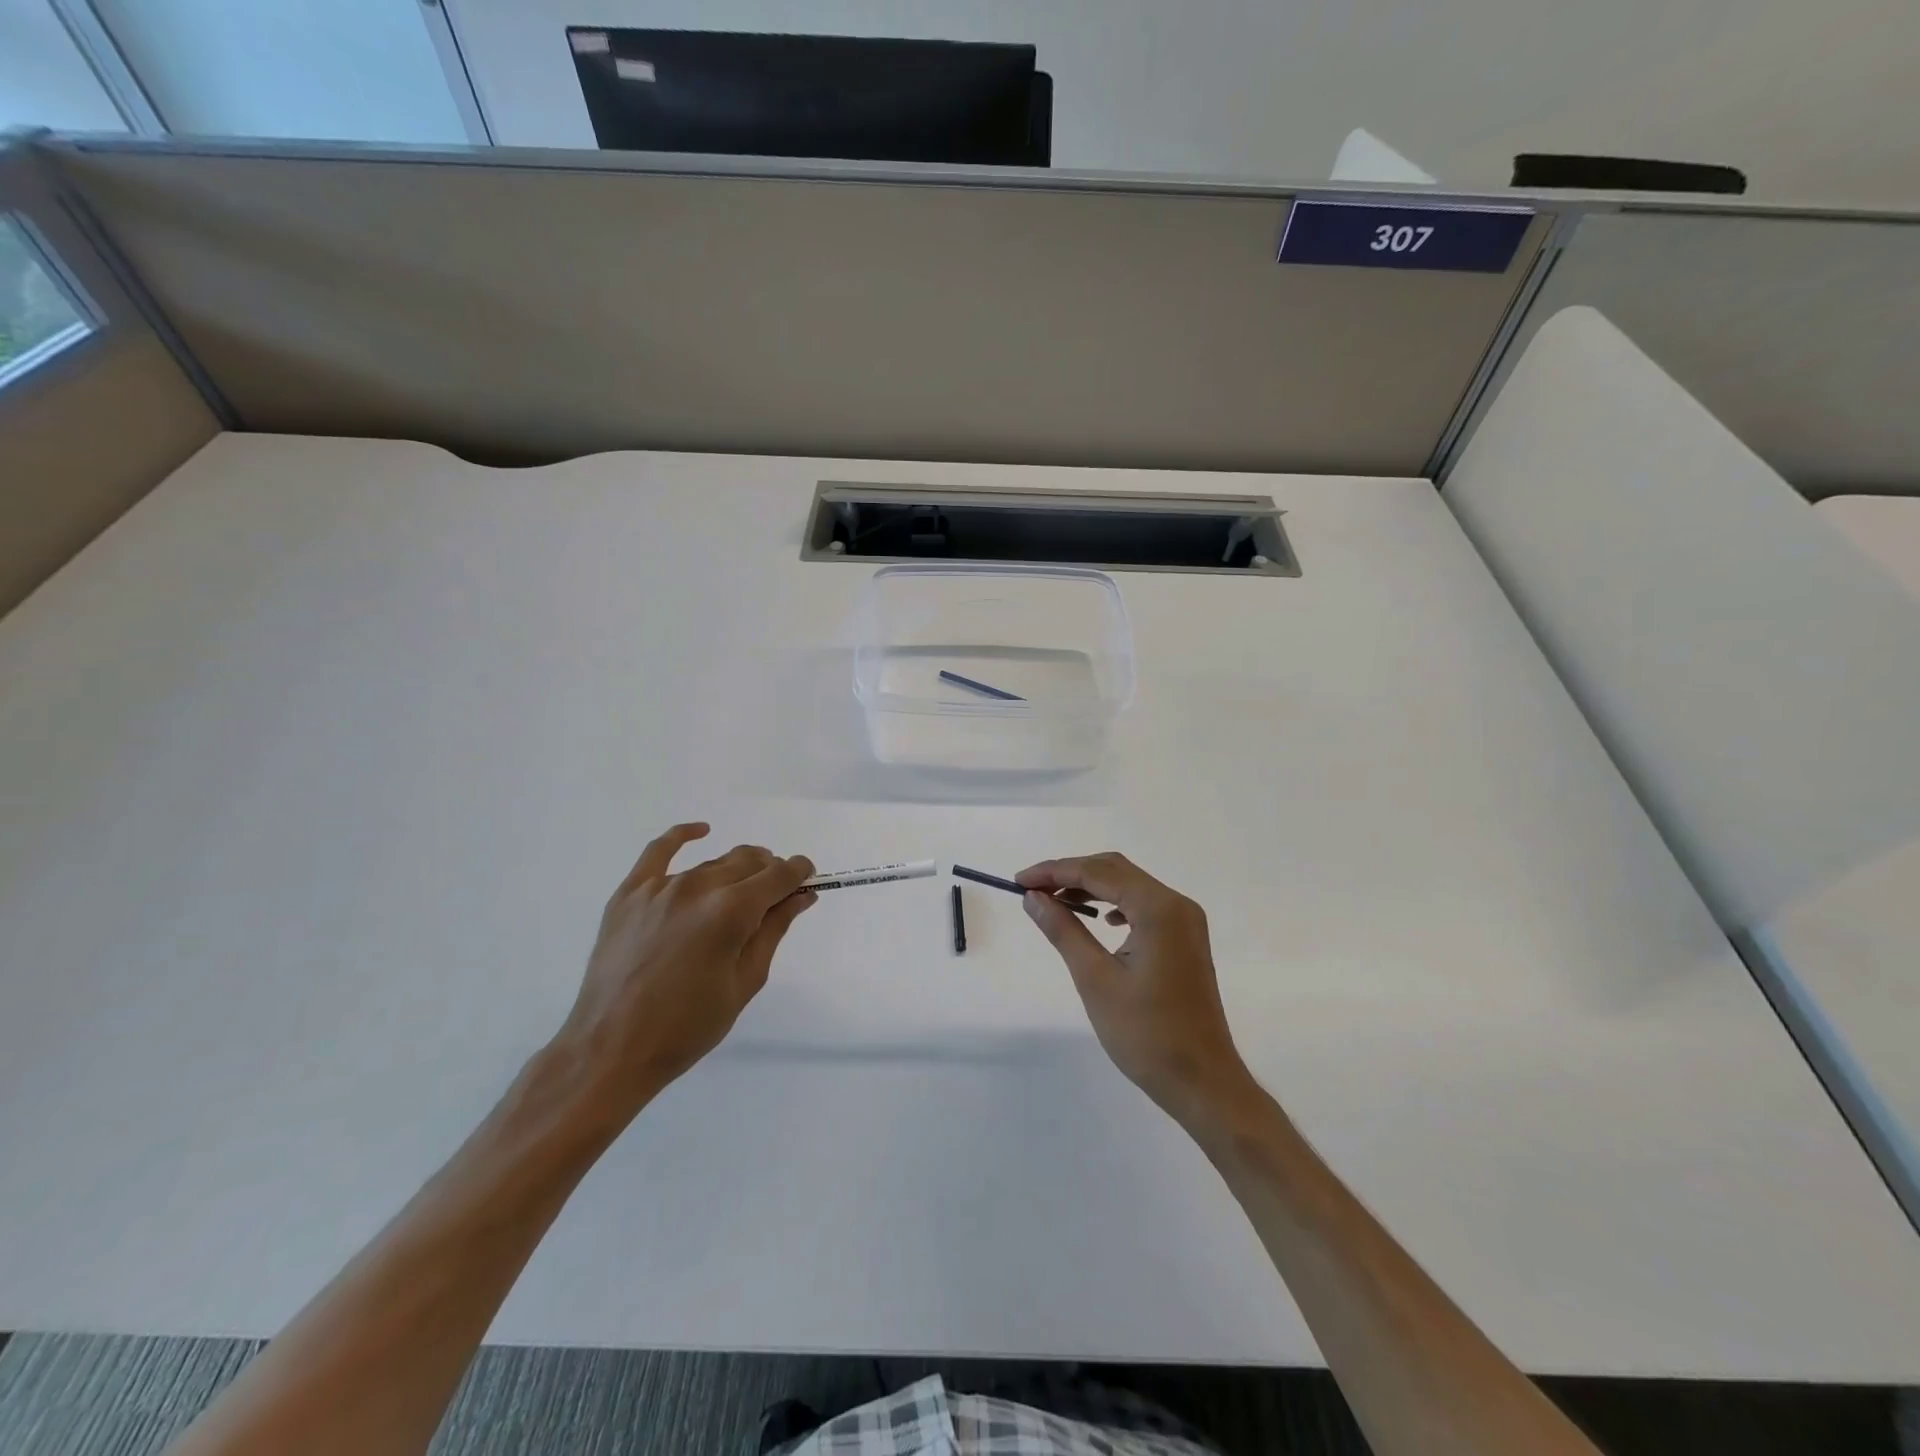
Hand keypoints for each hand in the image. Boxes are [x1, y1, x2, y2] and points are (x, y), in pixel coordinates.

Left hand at [550, 823, 814, 1124]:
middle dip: (771, 872)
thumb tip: (801, 896)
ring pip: (713, 863)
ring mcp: (660, 887)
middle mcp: (698, 888)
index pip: (779, 875)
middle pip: (749, 862)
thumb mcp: (744, 983)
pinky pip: (658, 850)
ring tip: (740, 892)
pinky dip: (683, 835)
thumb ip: (773, 930)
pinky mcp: (630, 893)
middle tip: (775, 896)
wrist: (611, 1050)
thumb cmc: (688, 1027)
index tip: (808, 879)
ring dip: (736, 871)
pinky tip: (700, 831)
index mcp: (731, 912)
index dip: (799, 873)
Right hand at [1018, 853, 1250, 1124]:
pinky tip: (1098, 921)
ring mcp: (1185, 921)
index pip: (1098, 872)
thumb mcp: (1095, 979)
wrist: (1201, 1081)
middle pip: (1115, 870)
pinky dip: (1114, 904)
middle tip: (1032, 890)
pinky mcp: (1185, 939)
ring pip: (1129, 885)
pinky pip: (1143, 905)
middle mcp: (1177, 904)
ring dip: (1091, 888)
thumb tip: (1033, 898)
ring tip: (1055, 903)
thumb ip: (1063, 929)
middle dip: (1071, 874)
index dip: (1054, 871)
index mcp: (1159, 909)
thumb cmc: (1146, 1033)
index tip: (1018, 881)